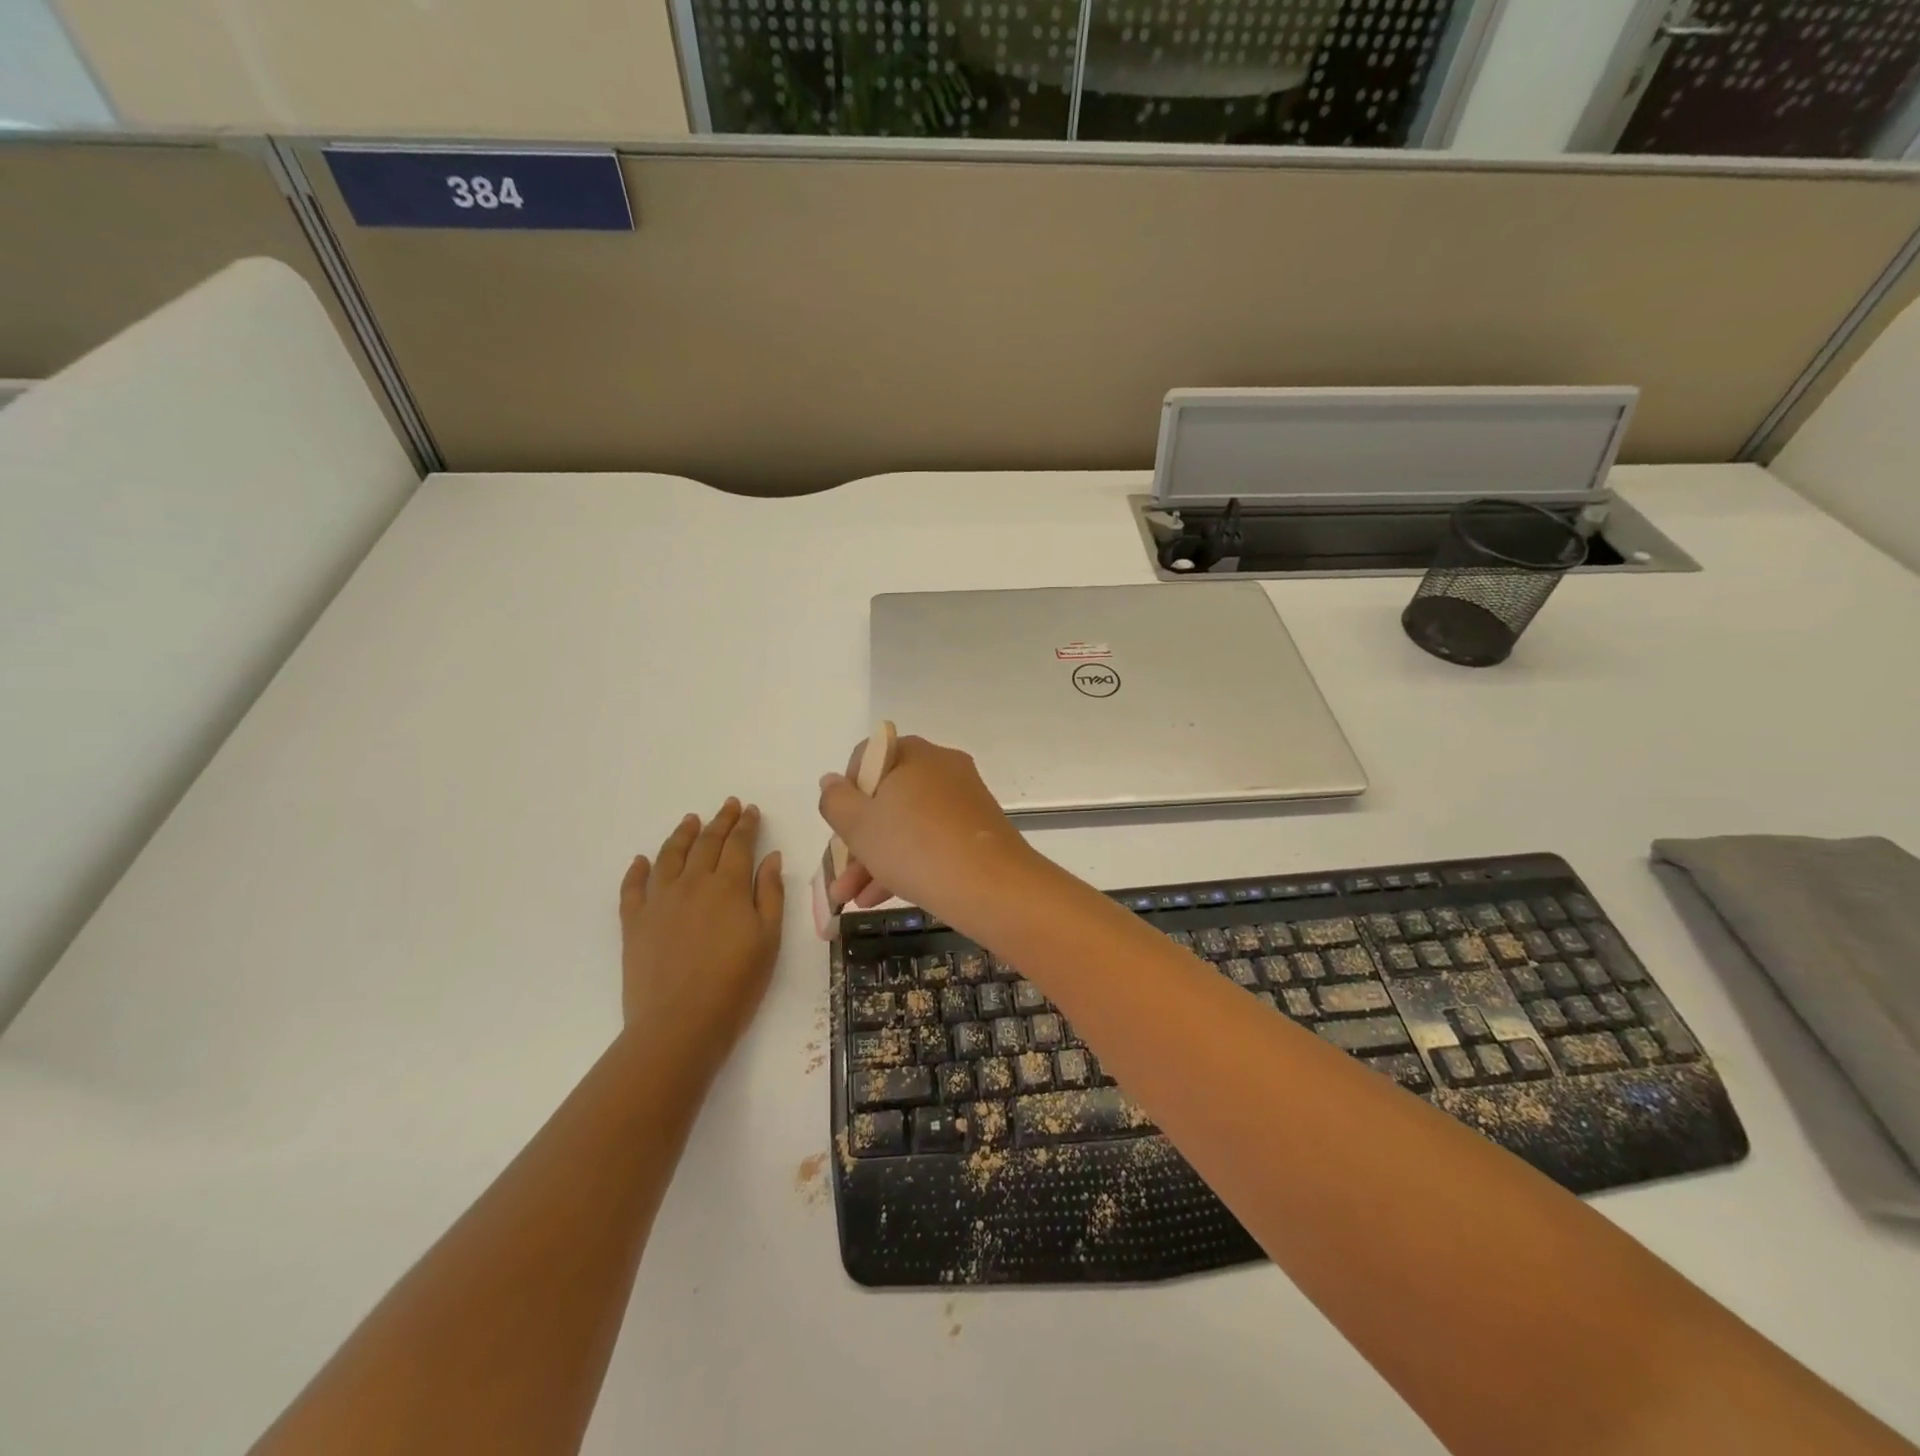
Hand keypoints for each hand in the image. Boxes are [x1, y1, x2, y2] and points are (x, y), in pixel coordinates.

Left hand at [619, 799, 783, 1061]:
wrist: (680, 1024)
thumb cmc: (736, 984)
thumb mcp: (769, 939)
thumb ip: (770, 894)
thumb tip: (770, 857)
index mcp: (729, 886)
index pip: (739, 844)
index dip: (746, 825)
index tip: (750, 810)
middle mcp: (692, 883)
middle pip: (706, 843)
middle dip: (720, 821)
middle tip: (728, 805)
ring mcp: (659, 901)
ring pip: (669, 856)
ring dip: (682, 834)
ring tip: (690, 820)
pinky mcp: (634, 923)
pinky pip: (633, 887)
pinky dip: (638, 870)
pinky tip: (642, 861)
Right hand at [818, 735, 1032, 918]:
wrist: (990, 886)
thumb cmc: (914, 845)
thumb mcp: (859, 825)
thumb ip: (836, 800)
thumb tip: (831, 781)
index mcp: (915, 754)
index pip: (870, 756)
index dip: (847, 789)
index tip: (840, 823)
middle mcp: (942, 769)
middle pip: (887, 797)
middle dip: (858, 838)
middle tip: (840, 872)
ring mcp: (963, 800)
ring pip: (907, 824)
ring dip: (875, 859)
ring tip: (851, 898)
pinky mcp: (977, 832)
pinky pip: (932, 840)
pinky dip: (906, 863)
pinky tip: (879, 899)